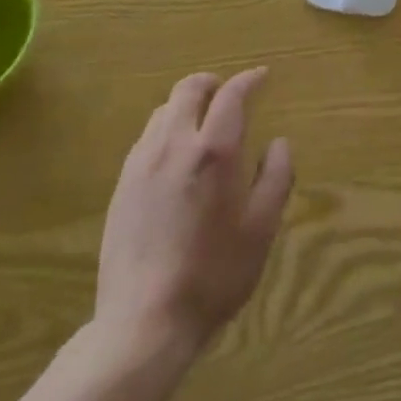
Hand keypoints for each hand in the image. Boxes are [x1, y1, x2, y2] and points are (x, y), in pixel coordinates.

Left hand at [95, 68, 293, 354]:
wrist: (142, 323)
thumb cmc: (212, 275)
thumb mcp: (261, 229)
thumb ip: (276, 177)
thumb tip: (278, 143)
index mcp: (214, 151)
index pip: (232, 95)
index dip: (248, 80)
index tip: (261, 77)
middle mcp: (174, 144)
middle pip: (188, 90)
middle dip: (211, 83)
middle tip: (227, 93)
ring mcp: (142, 163)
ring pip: (164, 111)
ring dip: (186, 105)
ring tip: (201, 124)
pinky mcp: (122, 185)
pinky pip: (146, 138)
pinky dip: (166, 130)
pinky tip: (174, 157)